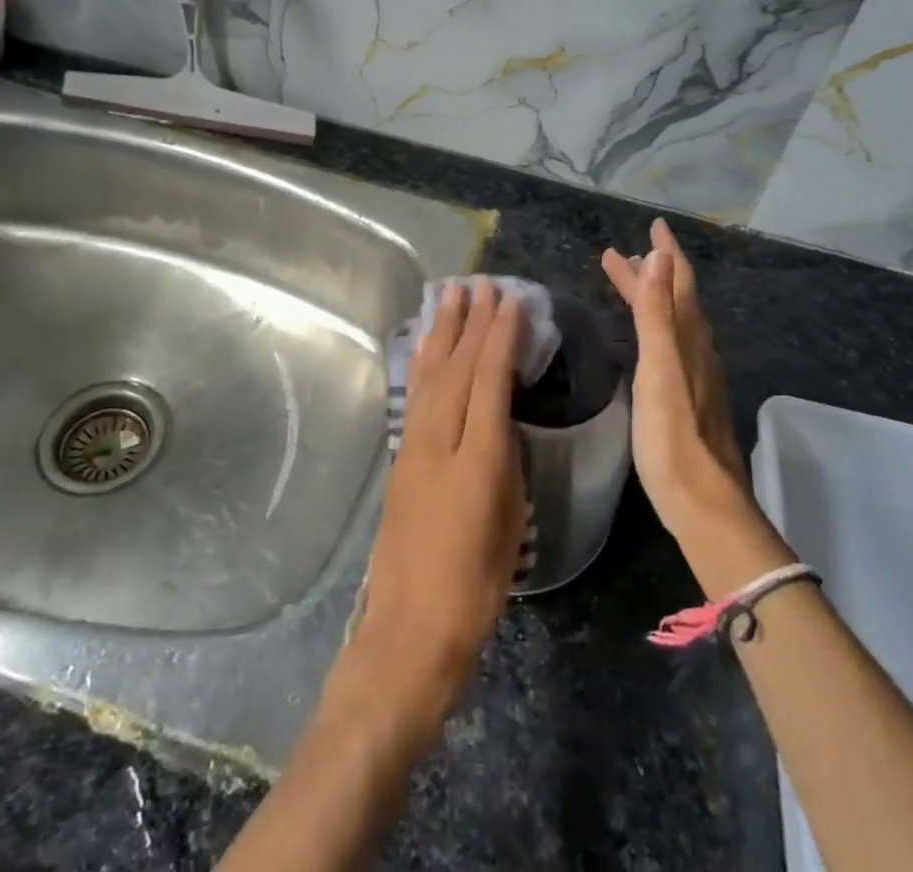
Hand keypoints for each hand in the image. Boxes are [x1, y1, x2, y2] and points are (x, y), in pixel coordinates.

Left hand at [351, 282, 525, 738]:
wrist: (410, 628)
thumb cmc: (474, 586)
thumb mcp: (510, 522)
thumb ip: (506, 461)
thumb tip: (502, 421)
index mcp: (477, 458)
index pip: (489, 380)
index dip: (501, 337)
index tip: (511, 302)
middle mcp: (440, 441)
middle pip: (457, 367)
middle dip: (471, 322)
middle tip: (482, 284)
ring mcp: (414, 447)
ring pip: (430, 374)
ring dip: (442, 331)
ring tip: (451, 295)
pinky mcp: (400, 458)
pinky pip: (415, 395)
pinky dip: (423, 362)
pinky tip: (425, 345)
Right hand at [603, 219, 793, 596]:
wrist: (703, 501)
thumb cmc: (672, 435)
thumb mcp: (659, 368)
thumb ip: (657, 313)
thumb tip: (660, 257)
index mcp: (688, 337)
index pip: (679, 281)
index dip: (667, 253)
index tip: (655, 225)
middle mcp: (696, 349)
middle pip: (674, 298)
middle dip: (650, 273)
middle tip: (621, 254)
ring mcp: (695, 375)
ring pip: (673, 321)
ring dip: (652, 297)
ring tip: (631, 284)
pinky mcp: (688, 397)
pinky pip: (671, 343)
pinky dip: (655, 325)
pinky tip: (648, 339)